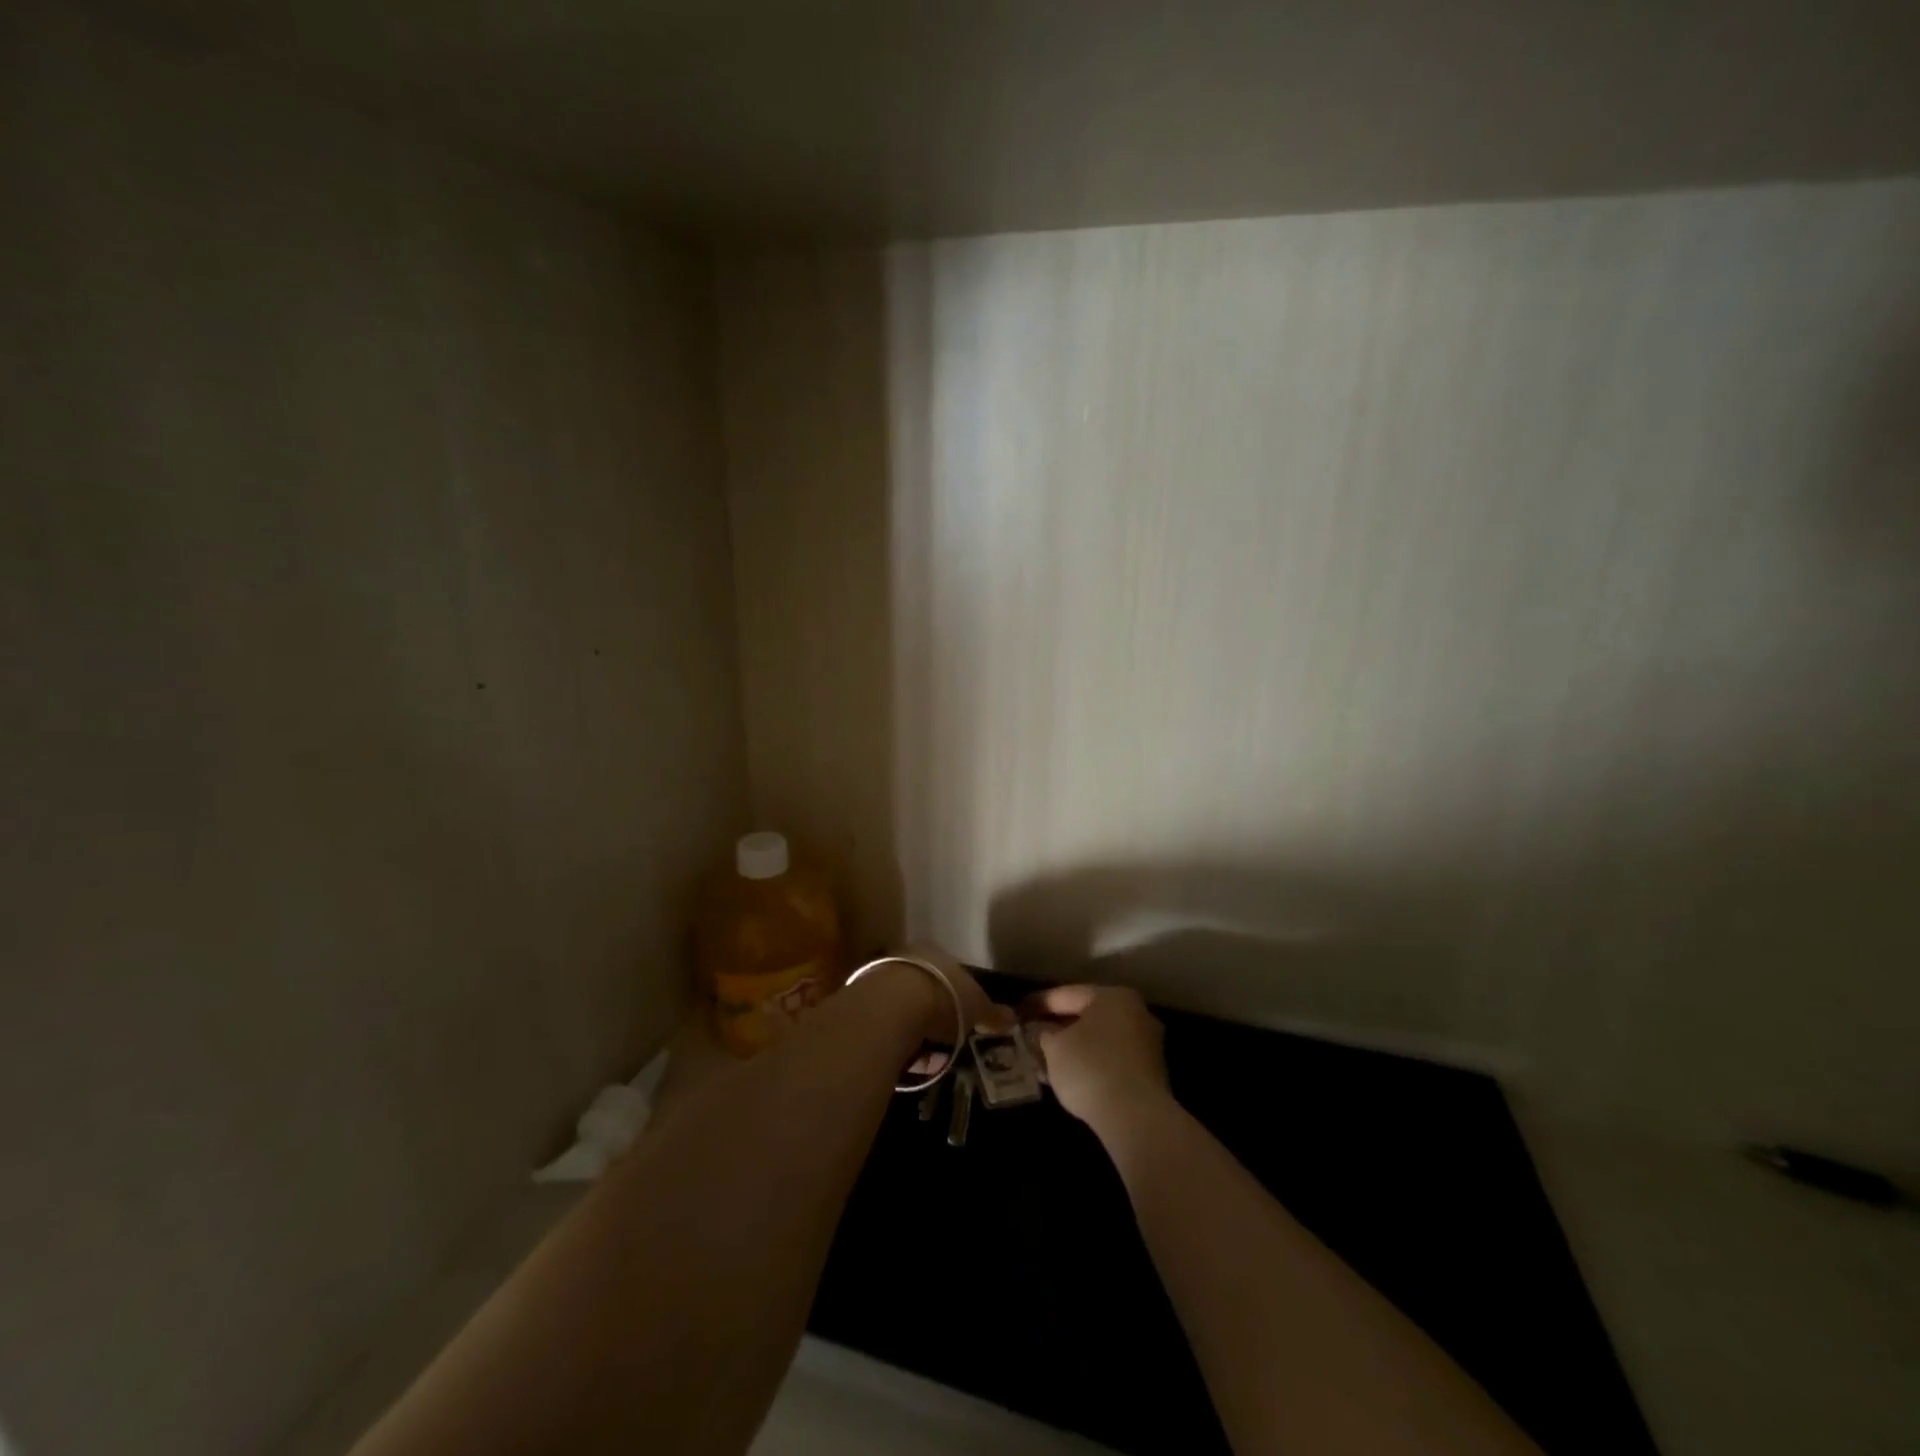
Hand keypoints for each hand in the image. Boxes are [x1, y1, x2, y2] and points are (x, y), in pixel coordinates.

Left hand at [860, 944, 1010, 1074]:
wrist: (893, 1005)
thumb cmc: (945, 996)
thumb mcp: (977, 1007)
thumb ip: (993, 1013)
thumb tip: (1012, 1018)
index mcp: (937, 952)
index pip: (950, 972)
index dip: (959, 997)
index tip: (964, 1019)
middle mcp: (909, 957)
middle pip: (925, 987)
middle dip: (935, 1013)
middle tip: (946, 1039)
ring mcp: (882, 976)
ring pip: (904, 1005)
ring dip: (914, 1027)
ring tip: (926, 1054)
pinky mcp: (863, 1000)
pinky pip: (887, 1022)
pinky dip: (897, 1037)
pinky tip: (905, 1055)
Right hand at [1022, 984, 1170, 1136]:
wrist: (1136, 1118)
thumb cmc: (1090, 1068)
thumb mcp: (1054, 1048)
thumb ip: (1043, 1033)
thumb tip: (1039, 1030)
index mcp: (1112, 996)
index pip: (1067, 994)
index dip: (1039, 1003)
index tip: (1019, 1011)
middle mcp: (1135, 1012)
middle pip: (1086, 1016)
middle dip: (1057, 1027)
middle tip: (1031, 1035)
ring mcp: (1146, 1043)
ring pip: (1099, 1039)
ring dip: (1072, 1048)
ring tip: (1044, 1060)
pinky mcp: (1150, 1073)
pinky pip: (1111, 1059)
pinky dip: (1089, 1064)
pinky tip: (1068, 1077)